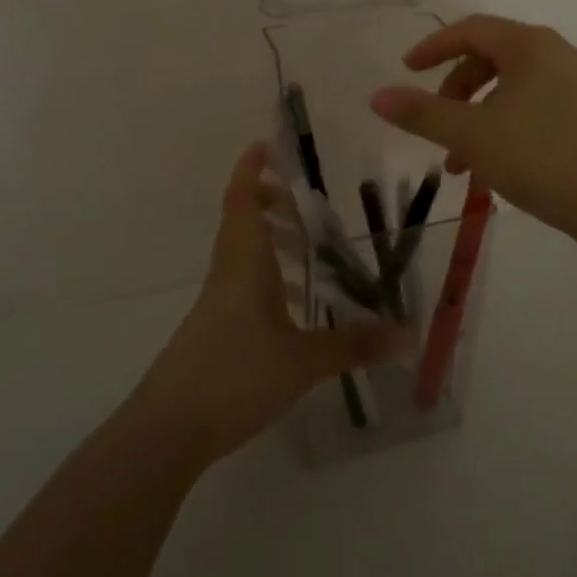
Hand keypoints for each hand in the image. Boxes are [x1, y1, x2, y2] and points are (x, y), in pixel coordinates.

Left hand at [130, 144, 411, 466]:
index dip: (251, 170)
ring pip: (243, 257)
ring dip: (271, 245)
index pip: (243, 201)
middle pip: (242, 223)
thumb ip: (355, 345)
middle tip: (303, 204)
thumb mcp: (303, 361)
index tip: (265, 145)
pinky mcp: (214, 332)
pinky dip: (268, 282)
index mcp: (244, 264)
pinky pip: (243, 289)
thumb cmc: (234, 376)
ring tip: (310, 256)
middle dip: (269, 205)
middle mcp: (228, 274)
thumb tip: (409, 334)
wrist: (168, 430)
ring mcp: (217, 305)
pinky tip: (293, 310)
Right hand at [368, 15, 576, 244]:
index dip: (433, 47)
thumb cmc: (541, 157)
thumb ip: (421, 113)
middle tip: (434, 124)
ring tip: (459, 165)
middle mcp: (557, 56)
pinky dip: (503, 129)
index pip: (471, 30)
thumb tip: (376, 95)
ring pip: (510, 91)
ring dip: (476, 119)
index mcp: (530, 46)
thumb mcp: (471, 135)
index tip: (406, 71)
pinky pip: (532, 110)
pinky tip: (494, 170)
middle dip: (454, 92)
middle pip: (490, 59)